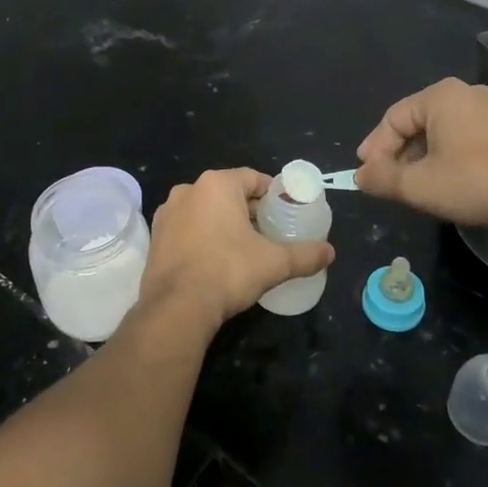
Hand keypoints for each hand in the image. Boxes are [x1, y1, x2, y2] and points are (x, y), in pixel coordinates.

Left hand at [140, 168, 334, 331]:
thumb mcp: (274, 263)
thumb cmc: (228, 272)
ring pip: (205, 210)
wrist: (176, 307)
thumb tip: (331, 253)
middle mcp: (188, 190)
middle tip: (269, 233)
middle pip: (229, 193)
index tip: (285, 214)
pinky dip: (202, 237)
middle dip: (249, 210)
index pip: (253, 179)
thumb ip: (305, 255)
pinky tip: (215, 259)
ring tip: (244, 248)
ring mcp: (168, 213)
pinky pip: (187, 228)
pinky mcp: (156, 237)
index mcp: (217, 184)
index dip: (273, 195)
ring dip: (224, 223)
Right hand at [355, 78, 487, 230]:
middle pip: (416, 124)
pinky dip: (447, 157)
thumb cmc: (475, 183)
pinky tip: (447, 182)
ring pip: (440, 133)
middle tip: (388, 183)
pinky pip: (463, 138)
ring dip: (422, 159)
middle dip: (398, 155)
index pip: (393, 119)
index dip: (374, 149)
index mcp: (440, 96)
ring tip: (415, 187)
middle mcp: (465, 93)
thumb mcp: (419, 186)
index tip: (366, 176)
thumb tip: (360, 176)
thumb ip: (382, 178)